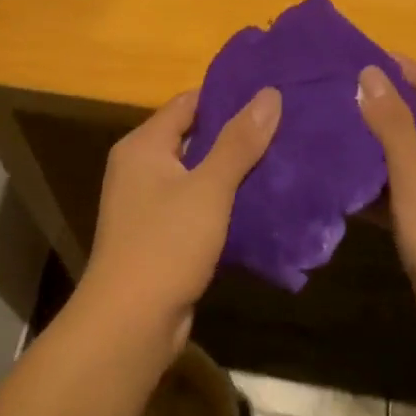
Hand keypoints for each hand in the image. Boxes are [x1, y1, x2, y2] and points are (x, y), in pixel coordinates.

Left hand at [77, 85, 281, 355]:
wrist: (130, 321)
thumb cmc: (165, 243)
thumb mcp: (208, 188)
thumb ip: (239, 142)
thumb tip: (269, 93)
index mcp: (143, 146)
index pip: (187, 103)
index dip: (226, 95)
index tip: (269, 94)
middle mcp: (140, 168)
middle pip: (192, 138)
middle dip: (235, 134)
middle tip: (285, 125)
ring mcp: (147, 205)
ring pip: (197, 175)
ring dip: (232, 170)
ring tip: (282, 159)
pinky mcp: (160, 236)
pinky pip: (196, 206)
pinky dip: (223, 202)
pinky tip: (261, 203)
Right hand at [357, 58, 415, 355]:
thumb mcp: (413, 170)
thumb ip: (391, 122)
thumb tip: (372, 72)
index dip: (399, 66)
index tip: (356, 58)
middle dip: (381, 105)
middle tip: (334, 97)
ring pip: (409, 157)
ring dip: (375, 147)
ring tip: (331, 136)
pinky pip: (405, 192)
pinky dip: (379, 187)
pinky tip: (345, 189)